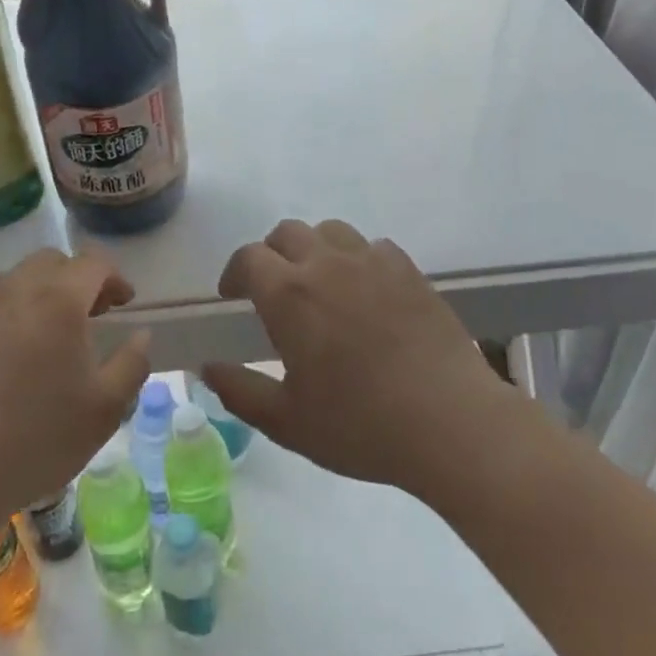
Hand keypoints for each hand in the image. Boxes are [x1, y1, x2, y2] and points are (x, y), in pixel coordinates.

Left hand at [0, 249, 149, 524]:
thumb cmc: (34, 442)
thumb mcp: (105, 411)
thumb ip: (133, 363)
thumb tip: (140, 334)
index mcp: (58, 301)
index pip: (93, 263)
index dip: (113, 277)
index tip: (121, 303)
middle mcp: (11, 289)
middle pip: (48, 263)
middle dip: (72, 280)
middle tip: (81, 318)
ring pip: (6, 285)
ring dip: (29, 301)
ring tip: (33, 346)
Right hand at [202, 219, 517, 499]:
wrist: (449, 421)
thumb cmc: (360, 425)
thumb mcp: (288, 422)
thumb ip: (240, 391)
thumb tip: (207, 368)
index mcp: (289, 294)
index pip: (249, 258)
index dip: (235, 272)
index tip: (233, 295)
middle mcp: (326, 263)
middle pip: (287, 233)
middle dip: (271, 254)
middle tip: (274, 290)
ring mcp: (372, 261)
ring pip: (330, 230)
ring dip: (315, 248)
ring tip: (321, 284)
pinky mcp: (408, 269)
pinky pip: (373, 246)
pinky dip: (358, 259)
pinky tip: (366, 292)